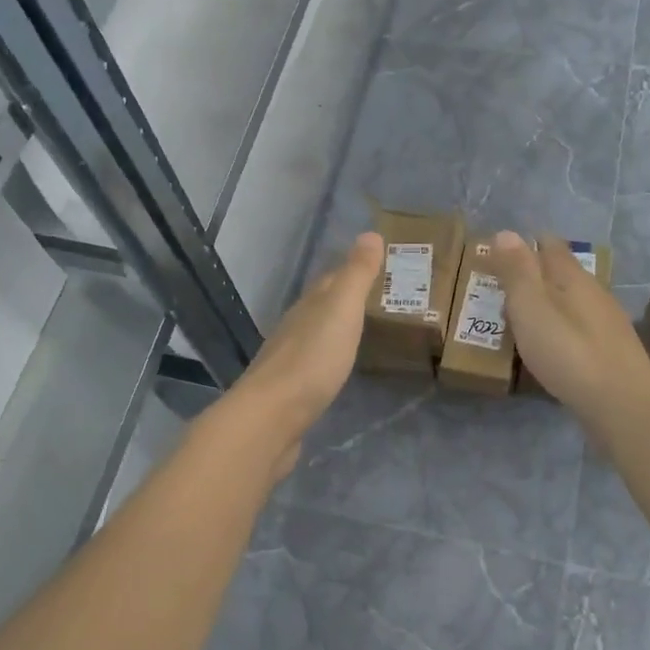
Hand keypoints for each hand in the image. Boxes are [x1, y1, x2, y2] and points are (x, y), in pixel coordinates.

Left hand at [226, 232, 384, 471]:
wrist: (272, 417)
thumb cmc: (312, 359)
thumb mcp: (341, 310)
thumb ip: (356, 275)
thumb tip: (369, 232)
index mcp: (308, 306)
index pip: (331, 279)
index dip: (352, 270)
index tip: (378, 265)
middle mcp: (295, 327)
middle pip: (322, 306)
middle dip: (345, 299)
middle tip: (378, 298)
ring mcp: (290, 361)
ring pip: (317, 335)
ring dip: (336, 329)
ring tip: (362, 330)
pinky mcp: (291, 392)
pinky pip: (315, 365)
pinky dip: (329, 358)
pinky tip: (338, 367)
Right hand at [487, 231, 649, 422]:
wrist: (621, 402)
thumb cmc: (568, 351)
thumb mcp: (531, 307)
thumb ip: (517, 271)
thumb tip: (506, 232)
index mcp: (572, 278)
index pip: (550, 246)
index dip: (526, 245)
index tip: (501, 252)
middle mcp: (593, 294)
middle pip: (562, 274)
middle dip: (535, 275)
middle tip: (504, 287)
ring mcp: (606, 324)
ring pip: (572, 303)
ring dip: (548, 304)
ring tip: (522, 318)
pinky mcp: (610, 354)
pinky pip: (579, 330)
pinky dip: (560, 330)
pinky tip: (550, 347)